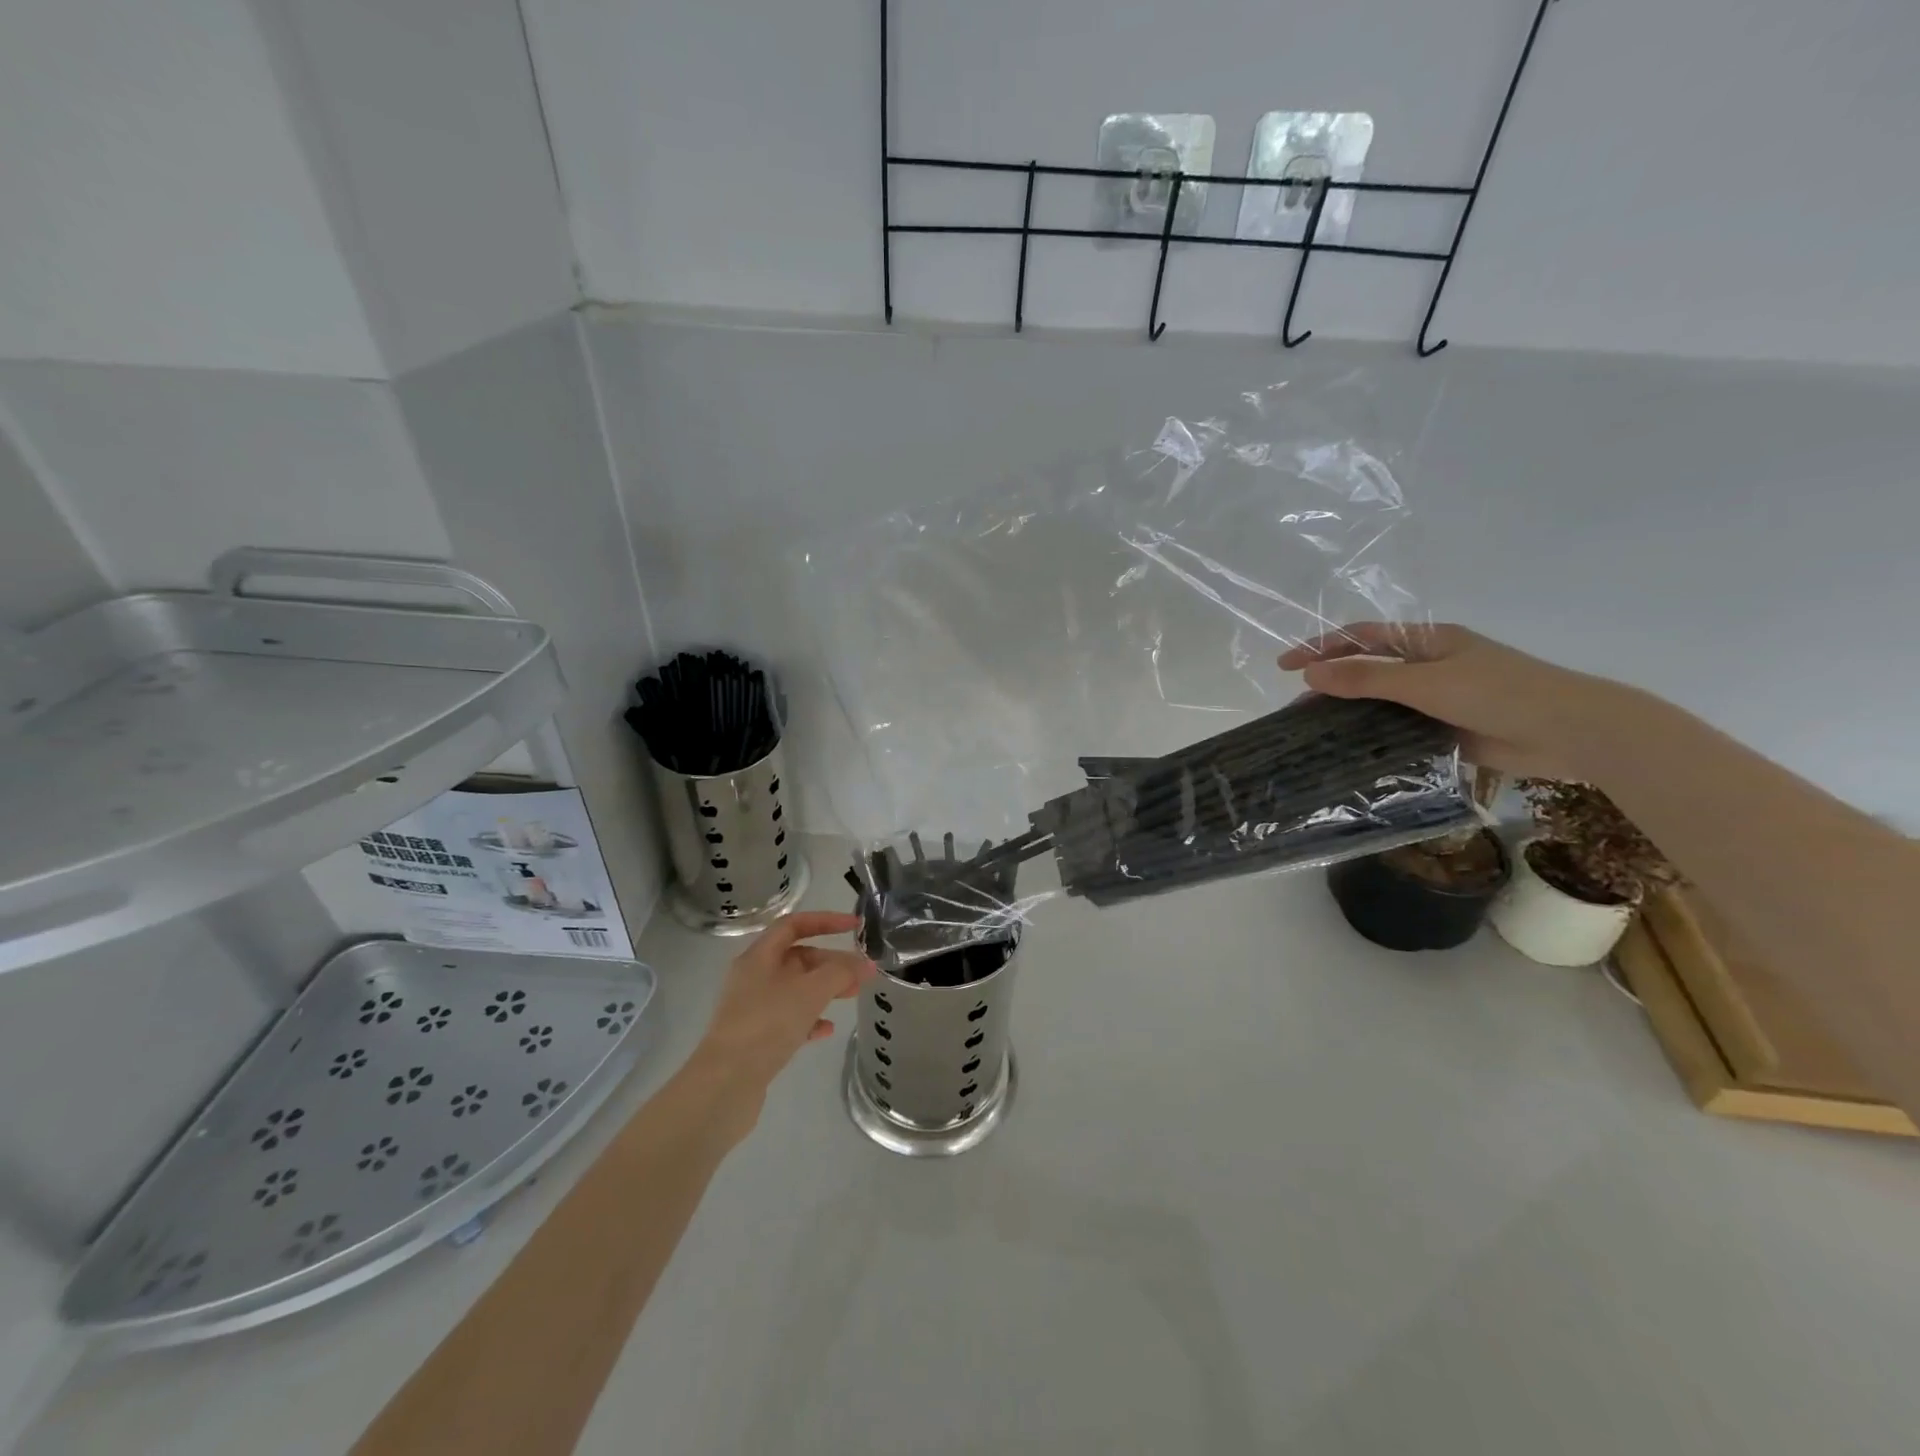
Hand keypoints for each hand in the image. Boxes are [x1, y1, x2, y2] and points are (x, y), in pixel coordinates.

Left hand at [690, 911, 874, 1129]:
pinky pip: (788, 1019)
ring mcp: (752, 1009)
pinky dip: (810, 1019)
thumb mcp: (810, 992)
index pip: (793, 925)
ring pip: (795, 989)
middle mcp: (752, 977)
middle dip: (830, 962)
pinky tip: (826, 1030)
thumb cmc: (767, 1024)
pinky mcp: (755, 1038)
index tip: (855, 926)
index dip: (825, 921)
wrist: (725, 1084)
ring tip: (851, 997)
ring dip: (824, 990)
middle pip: (796, 958)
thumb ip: (841, 973)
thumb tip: (866, 964)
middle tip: (860, 973)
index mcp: (758, 957)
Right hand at [1277, 622, 1628, 781]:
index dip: (1321, 647)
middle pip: (1368, 671)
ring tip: (1313, 734)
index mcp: (1427, 642)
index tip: (1285, 666)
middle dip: (1331, 684)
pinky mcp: (1446, 731)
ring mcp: (1438, 701)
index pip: (1362, 637)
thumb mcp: (1425, 682)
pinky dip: (1374, 739)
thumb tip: (1309, 674)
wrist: (1570, 732)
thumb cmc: (1499, 692)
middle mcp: (1429, 668)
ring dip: (1349, 715)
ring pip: (1380, 705)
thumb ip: (1366, 679)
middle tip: (1296, 708)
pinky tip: (1349, 753)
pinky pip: (1399, 732)